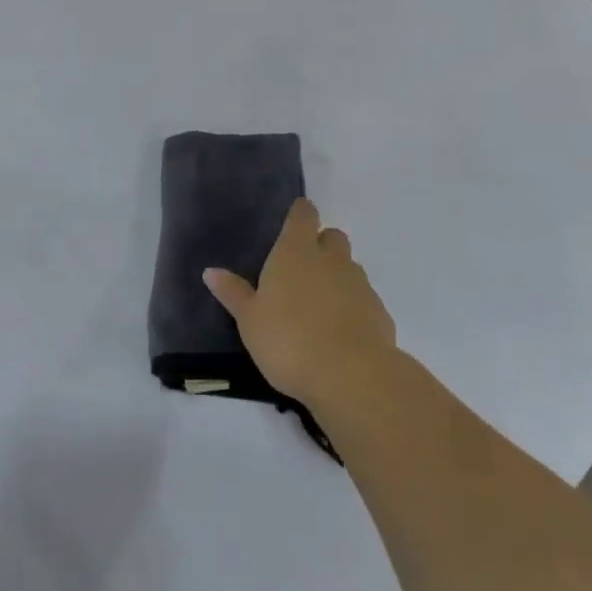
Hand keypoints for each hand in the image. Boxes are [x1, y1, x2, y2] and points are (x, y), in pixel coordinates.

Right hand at [203, 199, 397, 409]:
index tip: (293, 220)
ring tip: (319, 306)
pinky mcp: (380, 312)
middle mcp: (331, 259)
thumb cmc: (289, 340)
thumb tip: (211, 271)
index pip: (303, 215)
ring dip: (337, 277)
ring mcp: (359, 284)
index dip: (300, 214)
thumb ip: (234, 293)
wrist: (351, 376)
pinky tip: (340, 333)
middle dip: (321, 245)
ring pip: (350, 267)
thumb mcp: (250, 320)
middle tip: (302, 270)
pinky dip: (353, 307)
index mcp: (296, 252)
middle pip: (332, 237)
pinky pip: (364, 299)